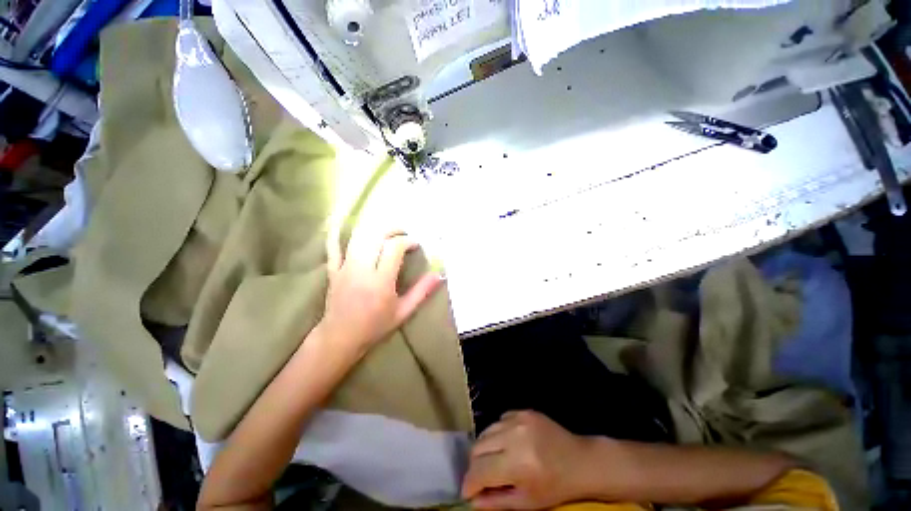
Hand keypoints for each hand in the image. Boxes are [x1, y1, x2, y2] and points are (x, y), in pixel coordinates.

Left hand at [321, 226, 442, 354]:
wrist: (340, 338)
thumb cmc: (375, 326)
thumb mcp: (403, 311)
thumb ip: (422, 292)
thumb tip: (439, 275)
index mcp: (381, 281)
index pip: (394, 248)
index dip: (407, 241)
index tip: (415, 245)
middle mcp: (362, 270)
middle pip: (376, 237)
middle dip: (393, 230)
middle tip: (404, 233)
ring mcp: (345, 269)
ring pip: (358, 238)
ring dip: (375, 230)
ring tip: (387, 232)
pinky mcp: (333, 271)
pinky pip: (333, 248)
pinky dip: (337, 234)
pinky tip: (342, 224)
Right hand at [462, 411, 593, 509]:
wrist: (581, 461)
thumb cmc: (555, 487)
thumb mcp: (527, 503)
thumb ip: (496, 502)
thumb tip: (472, 501)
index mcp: (517, 463)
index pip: (479, 470)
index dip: (469, 483)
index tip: (467, 492)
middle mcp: (514, 436)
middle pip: (478, 447)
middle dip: (474, 465)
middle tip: (480, 477)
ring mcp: (519, 419)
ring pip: (486, 431)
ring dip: (484, 448)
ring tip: (493, 460)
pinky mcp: (523, 411)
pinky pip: (499, 420)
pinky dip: (497, 434)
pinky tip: (507, 444)